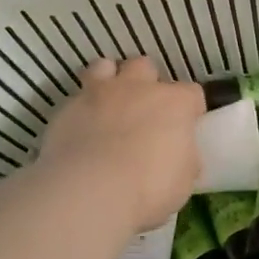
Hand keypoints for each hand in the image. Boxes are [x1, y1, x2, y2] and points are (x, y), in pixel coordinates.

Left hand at [38, 56, 205, 232]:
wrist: (89, 191)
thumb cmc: (149, 188)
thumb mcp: (183, 180)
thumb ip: (183, 158)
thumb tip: (180, 156)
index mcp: (174, 103)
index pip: (191, 93)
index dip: (190, 109)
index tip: (186, 126)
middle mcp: (138, 88)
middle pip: (145, 67)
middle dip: (146, 83)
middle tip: (143, 110)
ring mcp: (100, 93)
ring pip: (105, 67)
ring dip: (109, 81)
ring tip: (108, 105)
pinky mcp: (67, 108)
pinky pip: (76, 98)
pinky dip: (80, 109)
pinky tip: (80, 130)